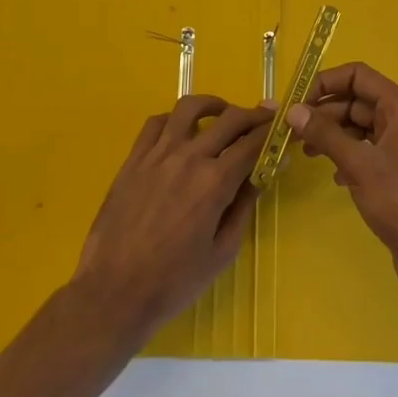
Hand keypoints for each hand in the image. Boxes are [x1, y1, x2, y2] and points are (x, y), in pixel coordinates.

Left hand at [73, 95, 270, 343]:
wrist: (114, 291)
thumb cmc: (174, 281)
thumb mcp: (222, 252)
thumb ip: (244, 207)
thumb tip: (262, 174)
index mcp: (214, 182)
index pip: (252, 143)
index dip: (272, 134)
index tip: (283, 131)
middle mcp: (188, 158)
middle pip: (229, 119)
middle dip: (253, 115)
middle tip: (265, 118)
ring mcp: (157, 154)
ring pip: (190, 108)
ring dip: (214, 105)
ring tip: (224, 113)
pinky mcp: (134, 158)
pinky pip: (156, 122)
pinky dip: (175, 119)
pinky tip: (183, 130)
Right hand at [287, 63, 397, 315]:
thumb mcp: (359, 164)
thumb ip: (325, 134)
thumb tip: (293, 111)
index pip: (359, 76)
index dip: (326, 82)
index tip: (297, 101)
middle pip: (357, 101)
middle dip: (324, 112)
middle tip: (293, 132)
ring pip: (358, 127)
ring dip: (332, 135)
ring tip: (306, 153)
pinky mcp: (397, 172)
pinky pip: (365, 151)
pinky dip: (346, 156)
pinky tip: (334, 177)